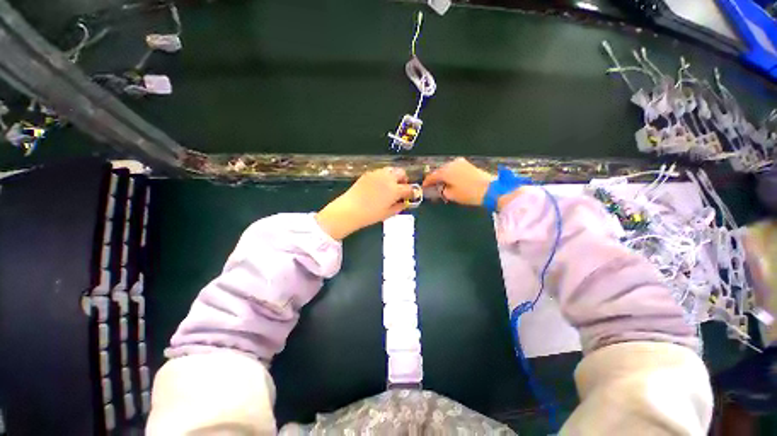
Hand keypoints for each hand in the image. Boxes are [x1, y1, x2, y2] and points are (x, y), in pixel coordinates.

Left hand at [316, 167, 413, 239]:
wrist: (349, 210)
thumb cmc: (370, 215)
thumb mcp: (388, 214)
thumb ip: (399, 206)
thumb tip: (404, 203)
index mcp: (394, 190)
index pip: (409, 188)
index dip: (413, 192)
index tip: (412, 195)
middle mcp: (387, 178)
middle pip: (401, 173)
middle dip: (404, 179)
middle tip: (401, 189)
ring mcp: (377, 174)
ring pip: (391, 170)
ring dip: (394, 177)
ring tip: (390, 186)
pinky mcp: (368, 173)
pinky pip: (380, 172)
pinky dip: (384, 177)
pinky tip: (379, 186)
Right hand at [423, 158, 522, 210]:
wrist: (490, 189)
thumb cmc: (468, 193)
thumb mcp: (451, 195)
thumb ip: (442, 191)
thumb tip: (440, 189)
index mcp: (445, 171)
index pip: (432, 176)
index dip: (427, 182)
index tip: (424, 187)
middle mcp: (452, 164)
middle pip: (439, 171)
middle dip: (435, 178)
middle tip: (432, 186)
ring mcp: (461, 163)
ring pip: (447, 169)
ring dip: (444, 176)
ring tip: (442, 184)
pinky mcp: (468, 165)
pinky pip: (455, 169)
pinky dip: (451, 174)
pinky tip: (452, 180)